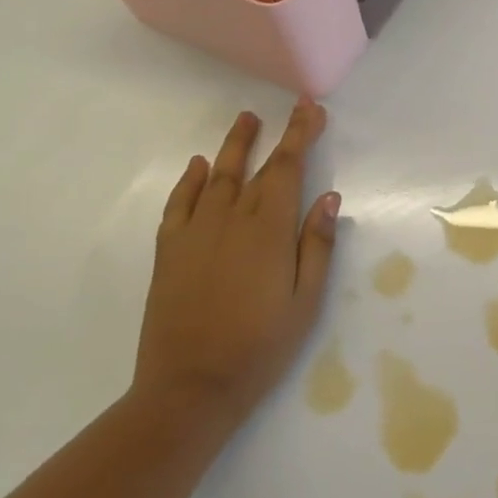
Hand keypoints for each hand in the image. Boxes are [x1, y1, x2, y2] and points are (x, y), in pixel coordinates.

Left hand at [133, 98, 339, 428]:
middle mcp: (231, 219)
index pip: (288, 168)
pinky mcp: (170, 251)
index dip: (301, 135)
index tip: (311, 110)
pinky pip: (179, 204)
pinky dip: (189, 180)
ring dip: (234, 146)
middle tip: (291, 109)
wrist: (190, 387)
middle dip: (277, 135)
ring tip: (246, 119)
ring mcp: (195, 233)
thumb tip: (328, 197)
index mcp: (269, 229)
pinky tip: (197, 166)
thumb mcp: (306, 301)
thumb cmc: (260, 346)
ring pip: (216, 176)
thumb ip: (316, 245)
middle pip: (257, 166)